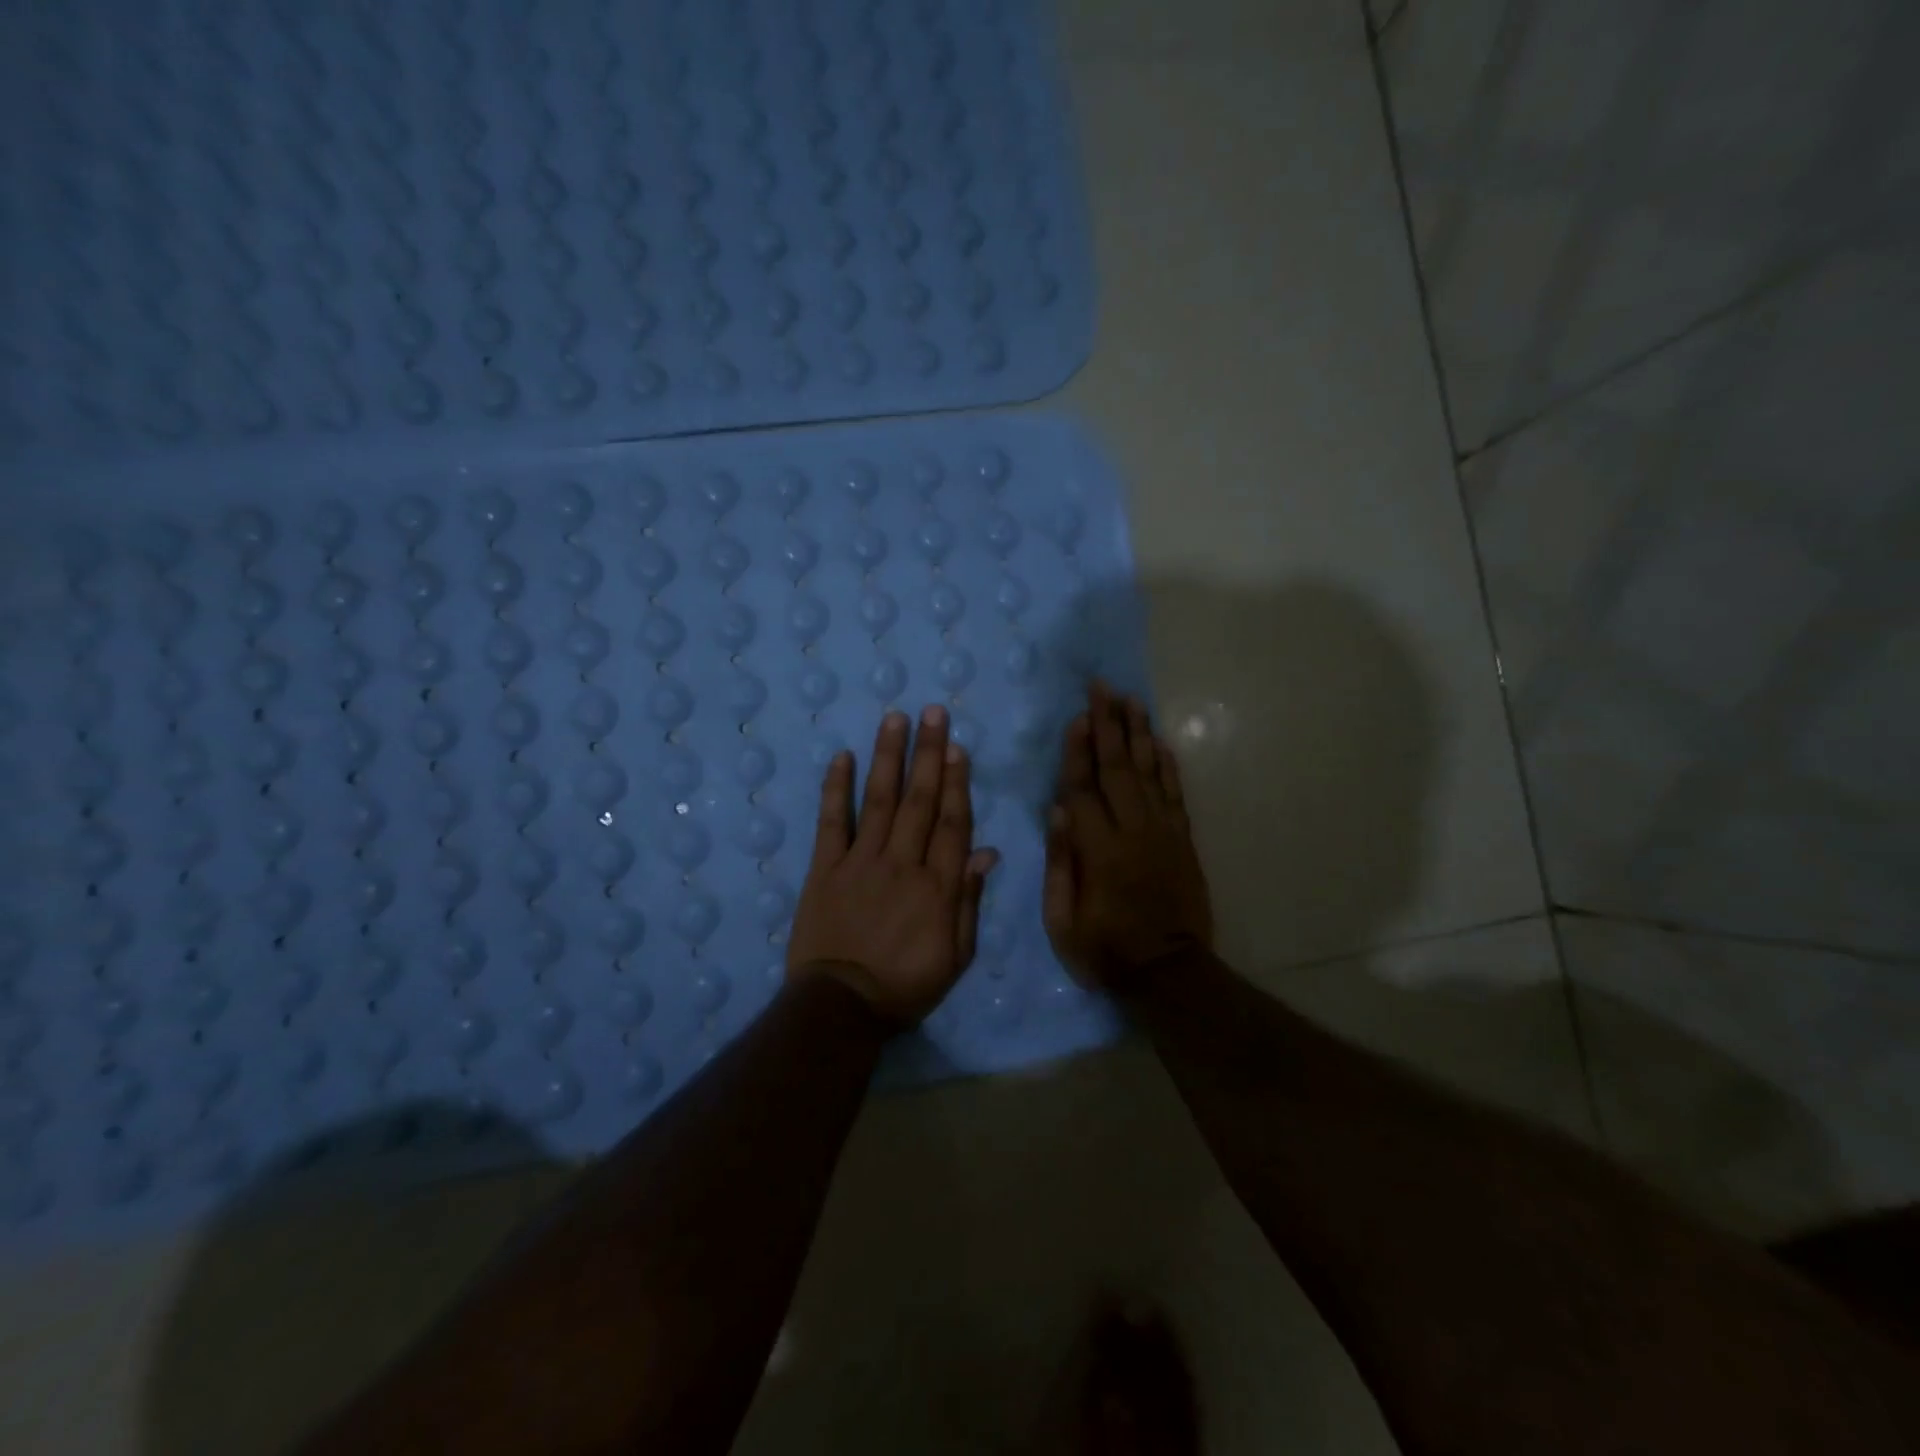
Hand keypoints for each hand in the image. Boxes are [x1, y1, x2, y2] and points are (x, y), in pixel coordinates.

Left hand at [788, 705, 999, 1024]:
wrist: (841, 1008)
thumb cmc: (906, 986)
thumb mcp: (955, 957)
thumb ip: (969, 902)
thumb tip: (986, 853)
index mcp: (937, 886)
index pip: (952, 823)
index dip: (956, 782)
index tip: (957, 747)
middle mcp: (902, 863)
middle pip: (919, 800)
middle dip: (928, 753)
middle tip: (933, 712)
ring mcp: (860, 862)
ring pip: (879, 800)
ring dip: (888, 757)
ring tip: (895, 718)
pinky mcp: (825, 869)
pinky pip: (831, 822)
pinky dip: (835, 789)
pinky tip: (841, 757)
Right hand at [1044, 683, 1213, 986]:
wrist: (1170, 973)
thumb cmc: (1106, 950)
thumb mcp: (1063, 920)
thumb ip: (1060, 863)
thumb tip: (1056, 810)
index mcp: (1098, 850)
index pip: (1083, 788)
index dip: (1077, 750)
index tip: (1076, 715)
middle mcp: (1133, 831)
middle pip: (1118, 768)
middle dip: (1109, 724)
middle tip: (1103, 688)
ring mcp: (1163, 833)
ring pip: (1150, 772)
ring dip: (1140, 734)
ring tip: (1132, 700)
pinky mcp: (1183, 840)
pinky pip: (1176, 794)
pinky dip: (1169, 765)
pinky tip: (1161, 741)